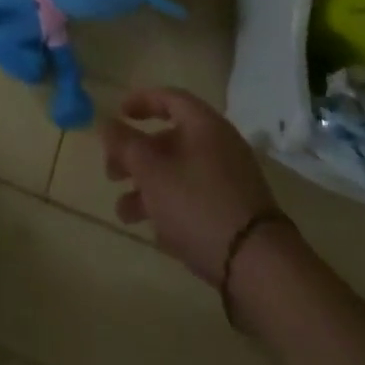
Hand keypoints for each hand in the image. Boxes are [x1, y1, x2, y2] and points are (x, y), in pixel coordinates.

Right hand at [101, 87, 287, 285]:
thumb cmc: (199, 205)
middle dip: (136, 155)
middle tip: (111, 172)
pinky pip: (195, 199)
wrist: (258, 267)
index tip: (117, 114)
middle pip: (170, 139)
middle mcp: (220, 146)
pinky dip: (171, 207)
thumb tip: (106, 123)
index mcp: (204, 125)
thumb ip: (125, 144)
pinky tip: (154, 231)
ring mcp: (230, 181)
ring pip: (179, 173)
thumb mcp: (152, 171)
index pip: (170, 98)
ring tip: (123, 212)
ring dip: (148, 188)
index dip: (141, 101)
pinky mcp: (235, 214)